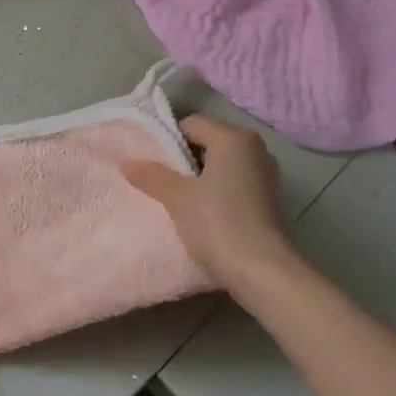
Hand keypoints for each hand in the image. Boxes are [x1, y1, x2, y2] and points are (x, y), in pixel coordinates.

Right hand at [121, 115, 293, 289]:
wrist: (261, 271)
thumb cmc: (218, 224)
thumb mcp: (177, 198)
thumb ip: (152, 175)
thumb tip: (127, 162)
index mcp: (234, 138)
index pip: (191, 124)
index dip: (166, 140)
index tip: (149, 162)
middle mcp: (255, 149)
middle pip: (207, 142)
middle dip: (182, 159)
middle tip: (157, 180)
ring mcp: (265, 174)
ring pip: (220, 164)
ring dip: (198, 177)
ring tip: (176, 198)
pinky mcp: (268, 199)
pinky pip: (233, 182)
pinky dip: (215, 190)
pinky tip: (200, 212)